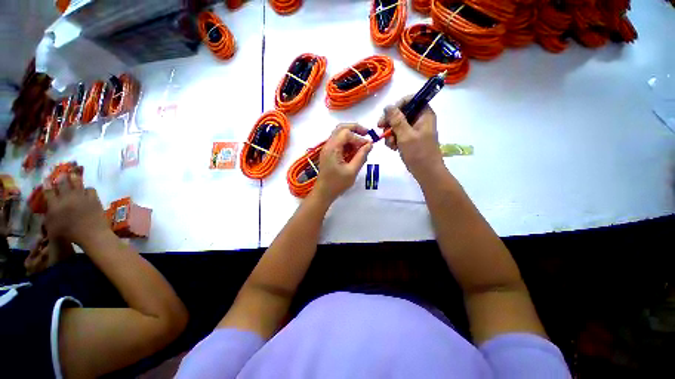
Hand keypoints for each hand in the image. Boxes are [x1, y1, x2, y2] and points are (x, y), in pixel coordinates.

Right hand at [44, 174, 111, 247]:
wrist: (91, 233)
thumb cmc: (69, 235)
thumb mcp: (52, 229)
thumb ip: (49, 218)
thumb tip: (48, 212)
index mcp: (54, 205)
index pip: (48, 192)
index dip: (47, 185)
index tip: (46, 179)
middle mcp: (67, 198)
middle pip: (63, 184)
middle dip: (61, 178)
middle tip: (62, 173)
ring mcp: (81, 197)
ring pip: (77, 183)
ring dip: (74, 178)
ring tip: (73, 174)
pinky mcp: (94, 199)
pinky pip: (90, 189)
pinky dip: (88, 189)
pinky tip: (87, 189)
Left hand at [314, 124, 372, 201]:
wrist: (323, 193)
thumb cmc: (337, 184)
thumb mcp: (352, 171)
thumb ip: (361, 156)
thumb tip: (370, 144)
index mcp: (332, 148)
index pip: (346, 133)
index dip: (359, 138)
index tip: (368, 146)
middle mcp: (328, 145)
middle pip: (341, 128)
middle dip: (355, 128)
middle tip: (366, 133)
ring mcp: (327, 149)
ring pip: (339, 134)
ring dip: (351, 136)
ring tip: (361, 145)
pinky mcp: (328, 153)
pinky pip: (338, 142)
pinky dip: (347, 143)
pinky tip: (354, 151)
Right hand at [378, 96, 443, 179]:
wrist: (426, 172)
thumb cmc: (419, 153)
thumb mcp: (406, 135)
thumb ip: (396, 120)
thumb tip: (388, 106)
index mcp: (424, 114)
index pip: (410, 100)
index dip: (396, 105)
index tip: (386, 115)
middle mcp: (420, 119)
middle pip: (401, 112)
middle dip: (390, 122)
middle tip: (381, 129)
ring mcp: (414, 130)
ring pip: (397, 124)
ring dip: (390, 134)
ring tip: (391, 144)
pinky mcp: (409, 139)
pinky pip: (398, 134)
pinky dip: (393, 140)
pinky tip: (393, 148)